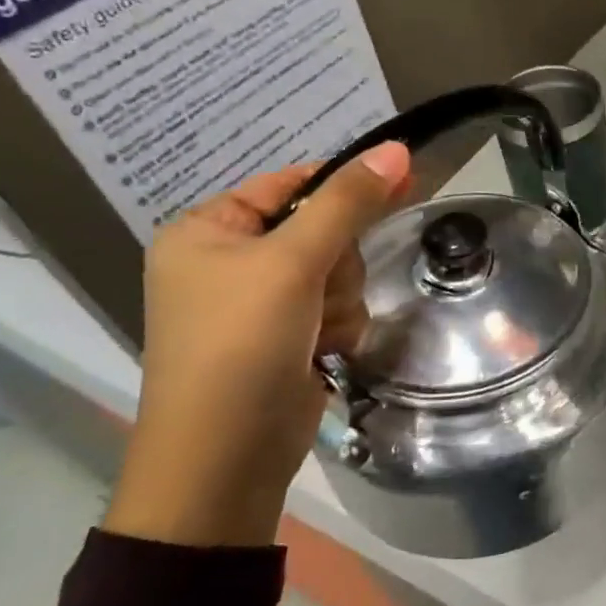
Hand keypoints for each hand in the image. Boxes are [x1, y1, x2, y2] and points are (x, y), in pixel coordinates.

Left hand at [105, 144, 411, 547]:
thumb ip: (347, 203)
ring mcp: (259, 304)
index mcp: (206, 231)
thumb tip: (396, 148)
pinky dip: (339, 327)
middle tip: (321, 289)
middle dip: (336, 263)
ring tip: (318, 331)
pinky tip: (324, 353)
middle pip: (321, 231)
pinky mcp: (286, 338)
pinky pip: (337, 308)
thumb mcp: (292, 263)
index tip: (398, 183)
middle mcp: (229, 262)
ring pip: (337, 273)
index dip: (341, 187)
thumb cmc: (241, 344)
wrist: (226, 457)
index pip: (289, 184)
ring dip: (341, 300)